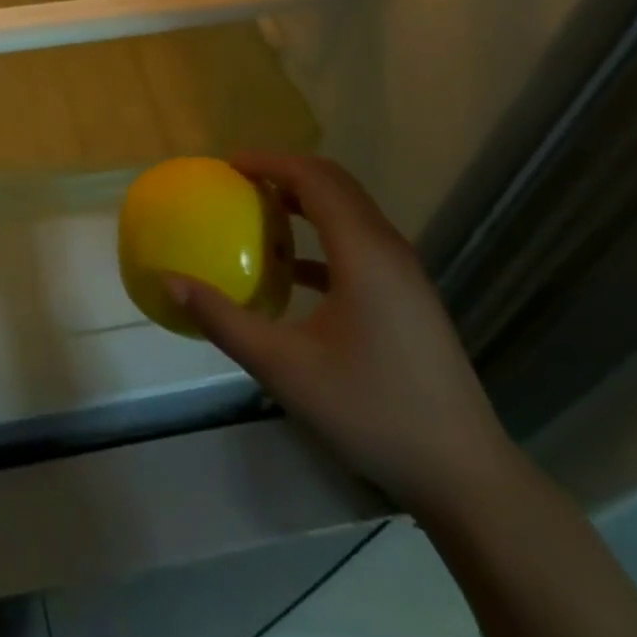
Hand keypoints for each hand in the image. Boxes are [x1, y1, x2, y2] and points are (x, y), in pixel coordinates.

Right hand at [166, 154, 514, 513]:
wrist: (465, 475)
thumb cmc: (372, 412)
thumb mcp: (285, 369)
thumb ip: (224, 321)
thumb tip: (170, 282)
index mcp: (363, 252)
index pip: (314, 177)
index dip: (269, 162)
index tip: (227, 165)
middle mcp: (388, 248)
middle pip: (335, 184)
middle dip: (285, 172)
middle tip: (239, 182)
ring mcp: (405, 273)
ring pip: (350, 211)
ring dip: (306, 201)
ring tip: (260, 214)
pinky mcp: (409, 297)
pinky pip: (360, 243)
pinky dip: (322, 236)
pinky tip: (294, 271)